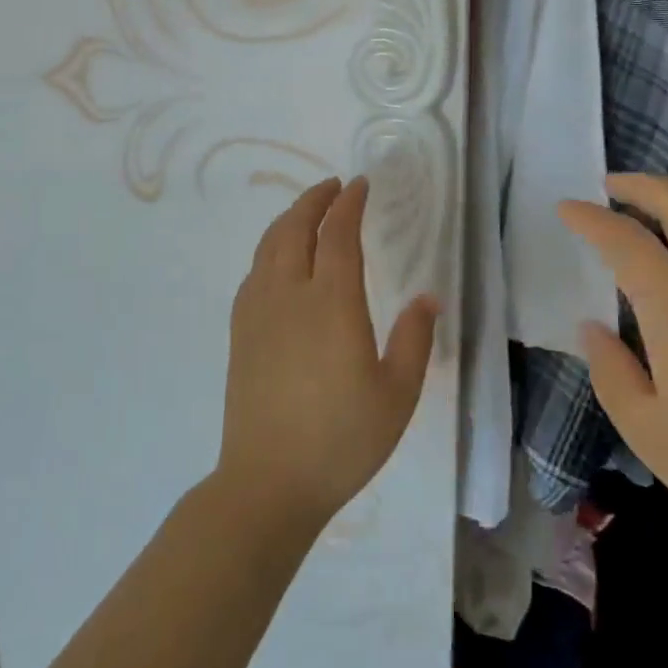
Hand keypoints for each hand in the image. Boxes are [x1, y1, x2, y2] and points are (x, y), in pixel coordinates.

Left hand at [216, 176, 438, 530]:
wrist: (268, 481)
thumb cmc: (341, 439)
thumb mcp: (396, 395)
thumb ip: (414, 341)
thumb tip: (427, 299)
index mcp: (332, 303)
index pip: (339, 234)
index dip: (349, 204)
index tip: (360, 185)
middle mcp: (290, 294)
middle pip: (296, 228)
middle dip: (315, 199)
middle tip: (333, 187)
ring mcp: (258, 310)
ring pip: (269, 245)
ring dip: (289, 219)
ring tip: (307, 212)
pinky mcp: (240, 330)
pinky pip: (254, 271)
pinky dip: (270, 248)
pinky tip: (278, 260)